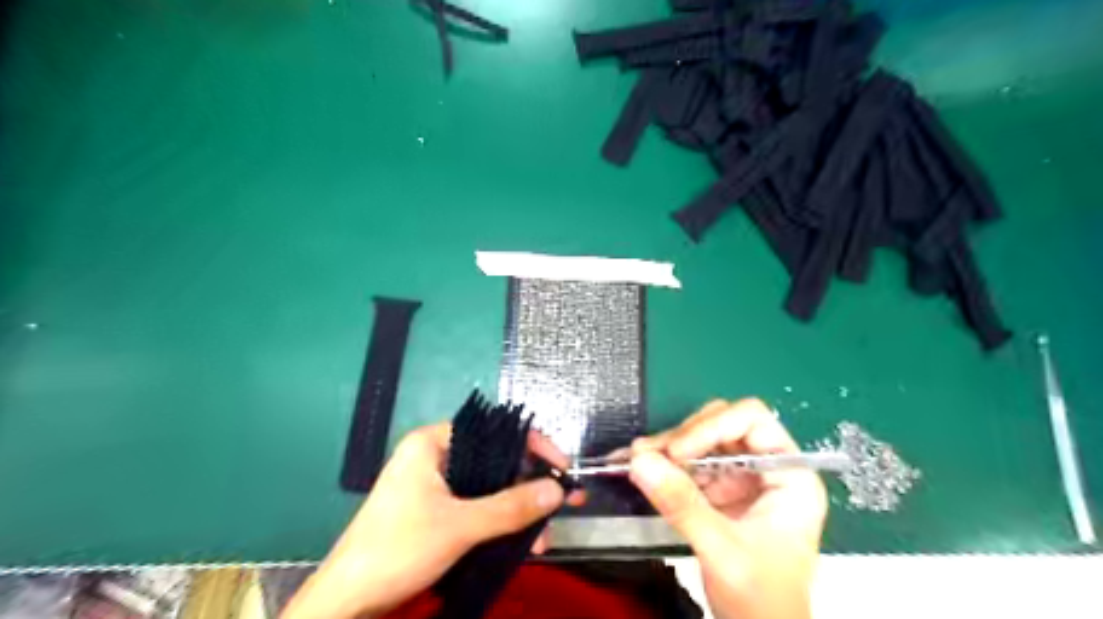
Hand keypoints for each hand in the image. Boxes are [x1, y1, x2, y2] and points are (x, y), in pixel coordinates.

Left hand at [280, 424, 577, 616]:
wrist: (346, 602)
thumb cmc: (398, 549)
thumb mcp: (460, 526)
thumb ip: (511, 506)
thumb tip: (559, 489)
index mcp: (433, 443)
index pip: (494, 430)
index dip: (533, 445)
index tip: (562, 467)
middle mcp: (435, 457)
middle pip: (495, 460)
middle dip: (529, 487)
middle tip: (561, 504)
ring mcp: (433, 485)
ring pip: (488, 487)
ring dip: (517, 512)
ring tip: (542, 538)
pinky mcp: (434, 512)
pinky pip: (476, 507)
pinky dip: (499, 523)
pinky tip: (521, 543)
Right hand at [628, 398, 825, 618]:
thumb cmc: (761, 600)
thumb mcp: (722, 550)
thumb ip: (682, 504)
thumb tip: (639, 460)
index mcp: (789, 474)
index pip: (752, 420)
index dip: (712, 427)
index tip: (676, 452)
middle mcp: (766, 468)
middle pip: (722, 424)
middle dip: (684, 437)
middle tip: (648, 454)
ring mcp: (742, 478)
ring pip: (702, 441)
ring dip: (669, 449)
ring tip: (636, 460)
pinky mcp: (721, 491)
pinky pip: (690, 464)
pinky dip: (665, 466)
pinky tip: (643, 470)